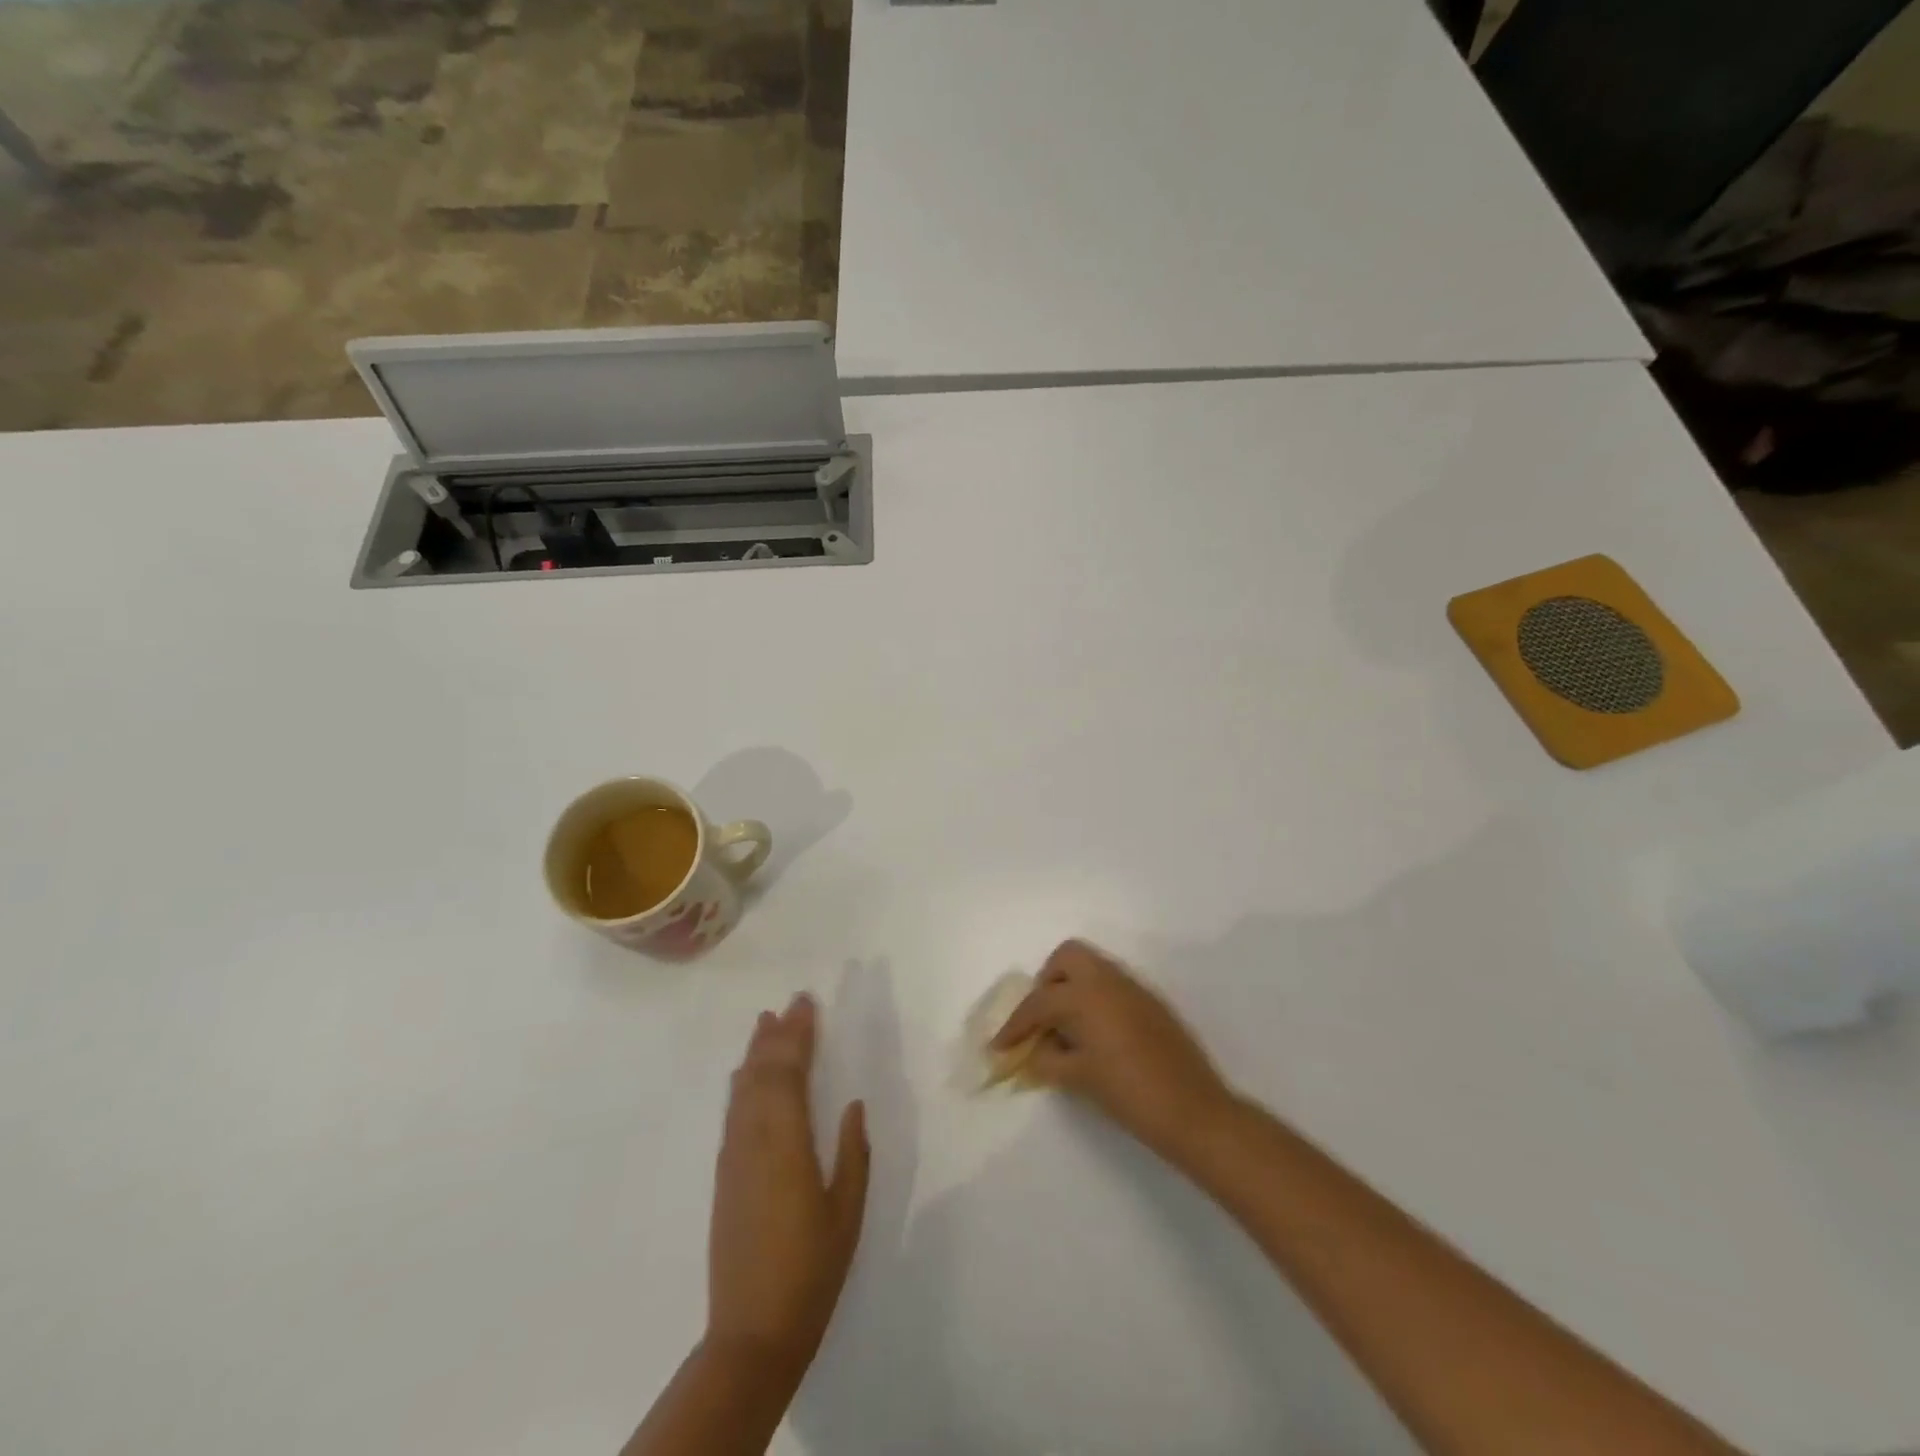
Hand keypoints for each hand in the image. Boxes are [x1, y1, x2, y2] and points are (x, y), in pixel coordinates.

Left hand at [707, 993, 868, 1375]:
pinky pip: (733, 1113)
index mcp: (787, 1143)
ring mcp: (734, 1158)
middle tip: (790, 1003)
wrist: (751, 1333)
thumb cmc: (811, 1270)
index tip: (807, 1004)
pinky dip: (742, 1084)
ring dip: (755, 1054)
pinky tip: (746, 1077)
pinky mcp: (724, 1176)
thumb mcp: (847, 1211)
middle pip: (762, 1074)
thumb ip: (853, 1153)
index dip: (798, 1035)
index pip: (790, 1073)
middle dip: (777, 1035)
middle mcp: (754, 1140)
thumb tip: (854, 1105)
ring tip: (765, 1024)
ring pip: (742, 1090)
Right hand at [992, 940, 1235, 1165]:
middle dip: (1047, 982)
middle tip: (1041, 1019)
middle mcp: (1107, 980)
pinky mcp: (1151, 1002)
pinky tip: (1094, 1035)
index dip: (1015, 1025)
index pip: (1038, 1002)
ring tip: (1066, 1029)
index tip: (1000, 1047)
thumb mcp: (1078, 1078)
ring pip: (1092, 968)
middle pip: (1067, 958)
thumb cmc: (1128, 1093)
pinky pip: (1112, 985)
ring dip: (1072, 988)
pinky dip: (1094, 999)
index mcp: (1084, 995)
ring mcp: (1133, 988)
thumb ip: (1048, 1058)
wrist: (1193, 1110)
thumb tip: (1035, 1050)